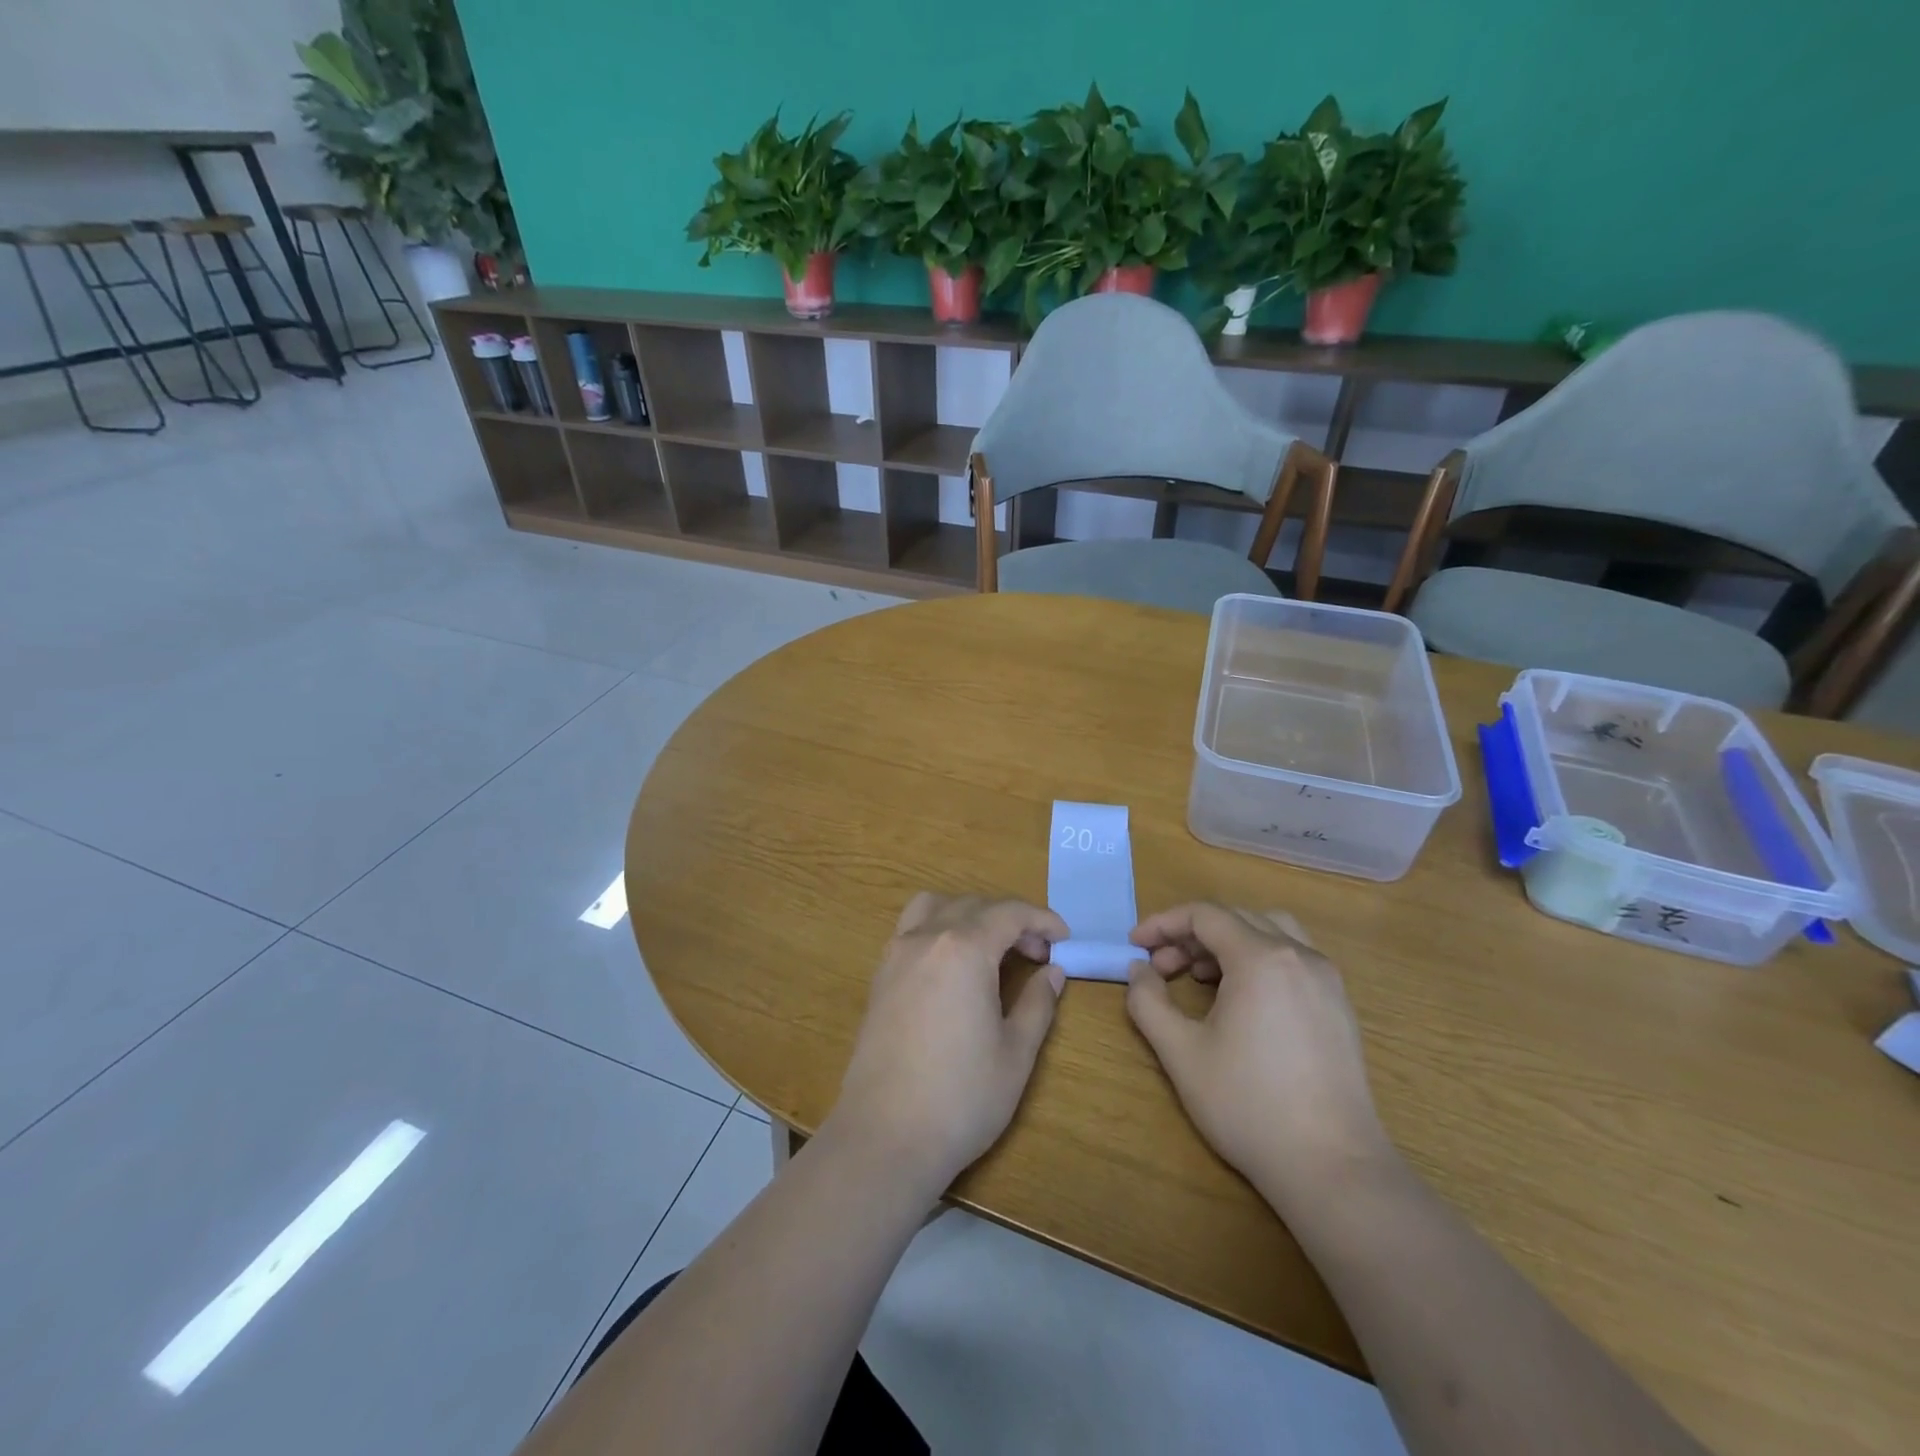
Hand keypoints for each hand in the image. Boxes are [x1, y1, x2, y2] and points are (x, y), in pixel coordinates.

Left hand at [827, 894, 1066, 1196]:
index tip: (1064, 937)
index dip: (1041, 919)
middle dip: (1011, 919)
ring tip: (991, 947)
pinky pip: (912, 929)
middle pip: (973, 905)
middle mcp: (925, 938)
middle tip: (1038, 953)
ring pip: (935, 906)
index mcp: (963, 949)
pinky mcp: (879, 977)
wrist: (885, 1137)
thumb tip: (1052, 971)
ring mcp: (896, 955)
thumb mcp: (1015, 1053)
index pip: (1009, 913)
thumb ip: (1037, 1003)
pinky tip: (954, 967)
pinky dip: (939, 928)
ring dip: (969, 913)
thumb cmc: (961, 1097)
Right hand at [1126, 904, 1390, 1209]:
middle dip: (1190, 935)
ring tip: (1201, 976)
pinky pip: (1292, 957)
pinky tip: (1241, 998)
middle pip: (1235, 918)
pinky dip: (1258, 958)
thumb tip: (1140, 971)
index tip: (1135, 945)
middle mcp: (1299, 956)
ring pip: (1269, 931)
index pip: (1204, 915)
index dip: (1163, 924)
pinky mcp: (1339, 1005)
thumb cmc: (1249, 1105)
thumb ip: (1148, 1002)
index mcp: (1261, 958)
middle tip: (1161, 968)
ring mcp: (1326, 979)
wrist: (1332, 1167)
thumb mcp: (1181, 1053)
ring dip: (1227, 941)